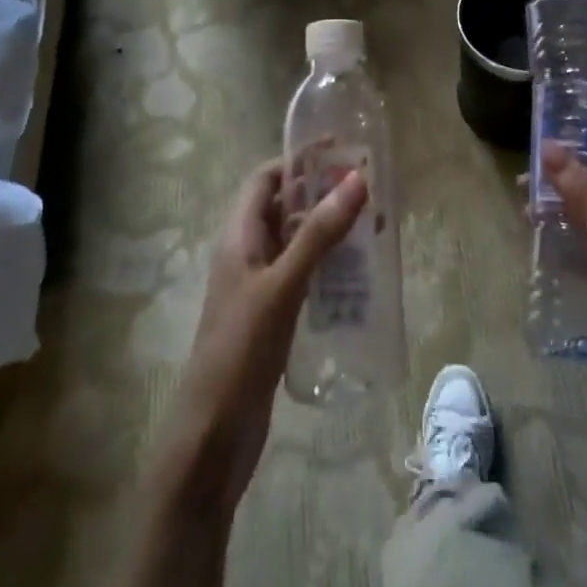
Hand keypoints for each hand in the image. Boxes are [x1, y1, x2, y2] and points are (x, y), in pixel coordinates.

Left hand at [157, 159, 367, 517]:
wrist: (212, 437)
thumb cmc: (240, 351)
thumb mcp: (282, 286)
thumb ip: (318, 235)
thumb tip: (356, 179)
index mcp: (238, 237)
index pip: (264, 179)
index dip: (297, 160)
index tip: (339, 150)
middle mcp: (246, 254)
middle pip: (283, 207)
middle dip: (321, 193)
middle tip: (368, 188)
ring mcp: (259, 287)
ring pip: (296, 242)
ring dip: (329, 230)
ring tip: (374, 226)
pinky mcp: (273, 316)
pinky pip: (303, 275)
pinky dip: (328, 265)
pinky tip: (359, 275)